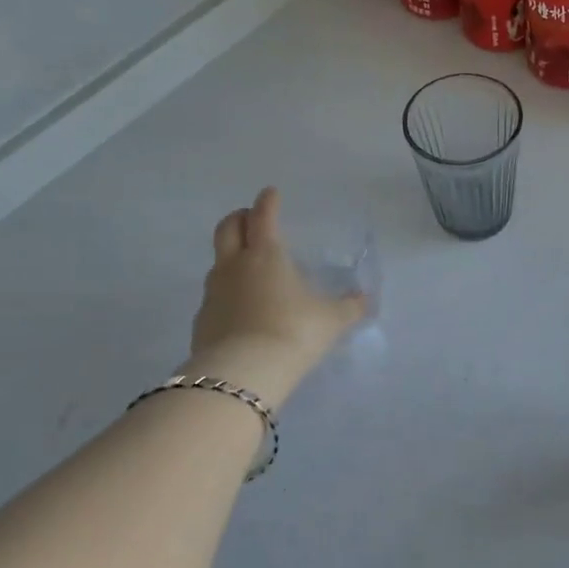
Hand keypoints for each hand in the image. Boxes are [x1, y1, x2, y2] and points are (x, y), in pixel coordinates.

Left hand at [189, 188, 366, 393]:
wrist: (242, 374)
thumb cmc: (293, 332)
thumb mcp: (332, 320)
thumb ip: (349, 307)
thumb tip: (366, 299)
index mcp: (266, 254)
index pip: (264, 216)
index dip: (268, 202)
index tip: (271, 193)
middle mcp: (235, 266)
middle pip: (227, 229)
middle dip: (239, 219)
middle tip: (251, 220)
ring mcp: (213, 293)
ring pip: (217, 262)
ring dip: (230, 257)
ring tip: (248, 268)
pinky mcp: (202, 321)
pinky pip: (214, 297)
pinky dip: (226, 294)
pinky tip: (240, 309)